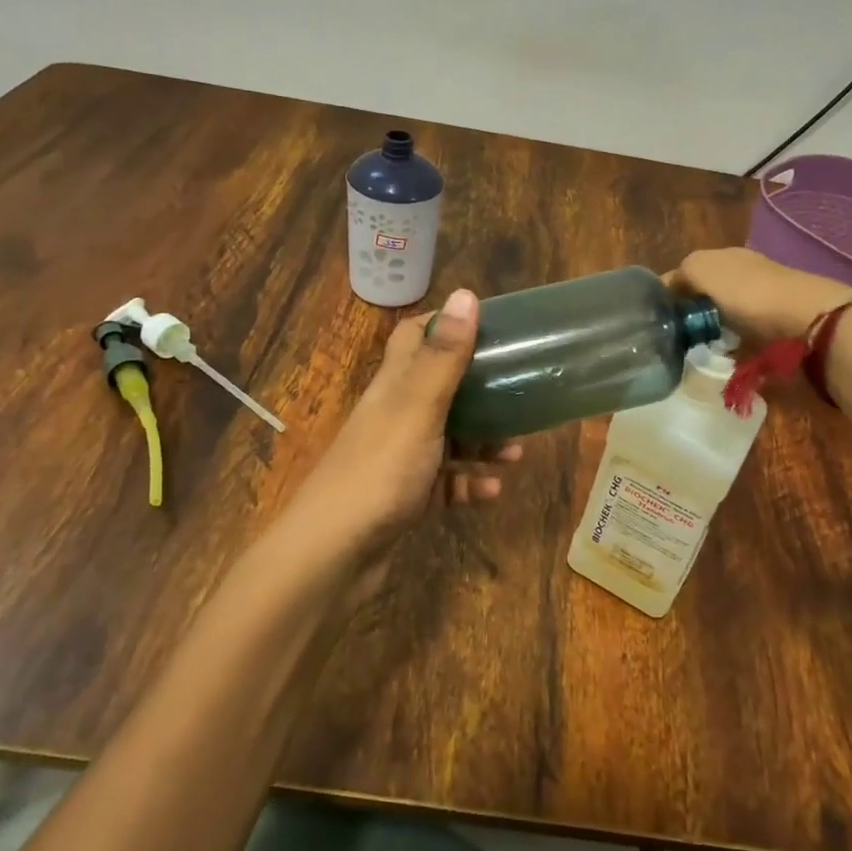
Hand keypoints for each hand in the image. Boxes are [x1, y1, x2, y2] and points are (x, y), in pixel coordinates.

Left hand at [301, 288, 521, 551]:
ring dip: (482, 441)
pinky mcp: (404, 498)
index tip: (491, 327)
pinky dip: (469, 483)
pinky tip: (494, 492)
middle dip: (479, 388)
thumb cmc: (378, 472)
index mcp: (393, 386)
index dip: (448, 325)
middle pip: (439, 389)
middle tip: (519, 391)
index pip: (414, 337)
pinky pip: (444, 483)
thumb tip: (466, 294)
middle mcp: (394, 416)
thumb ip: (443, 356)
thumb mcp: (417, 408)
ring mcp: (398, 459)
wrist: (331, 556)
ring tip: (518, 451)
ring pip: (447, 438)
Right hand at [667, 247, 851, 346]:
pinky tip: (728, 358)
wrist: (805, 320)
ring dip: (714, 332)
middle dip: (693, 314)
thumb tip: (668, 288)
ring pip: (726, 317)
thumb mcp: (701, 269)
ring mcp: (764, 301)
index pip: (688, 272)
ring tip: (700, 352)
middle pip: (708, 294)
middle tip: (677, 337)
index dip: (670, 292)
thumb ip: (680, 274)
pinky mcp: (778, 328)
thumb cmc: (747, 292)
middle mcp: (745, 273)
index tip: (657, 318)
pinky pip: (746, 338)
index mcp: (725, 256)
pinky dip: (735, 347)